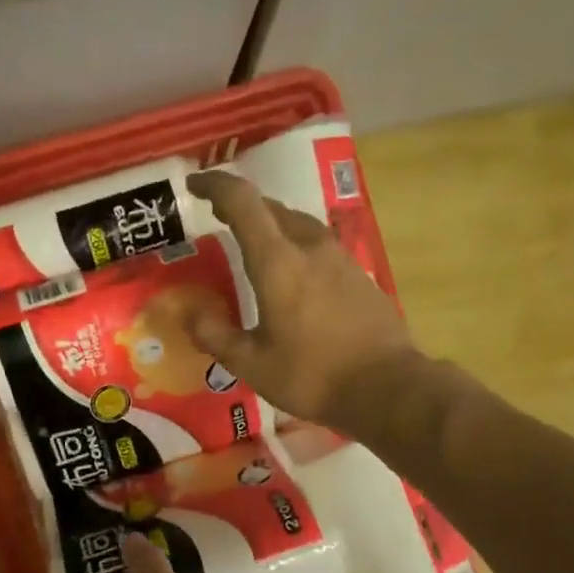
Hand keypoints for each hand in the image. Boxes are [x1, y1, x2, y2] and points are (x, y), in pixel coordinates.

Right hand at [183, 171, 420, 431]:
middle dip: (241, 207)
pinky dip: (294, 246)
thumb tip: (187, 312)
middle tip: (217, 219)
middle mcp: (310, 247)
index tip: (194, 185)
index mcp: (278, 261)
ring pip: (298, 224)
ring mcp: (339, 258)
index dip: (215, 185)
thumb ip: (215, 335)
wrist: (386, 387)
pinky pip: (318, 246)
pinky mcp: (358, 275)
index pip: (242, 201)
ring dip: (271, 225)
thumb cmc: (311, 376)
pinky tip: (292, 274)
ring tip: (253, 244)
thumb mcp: (251, 364)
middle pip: (272, 208)